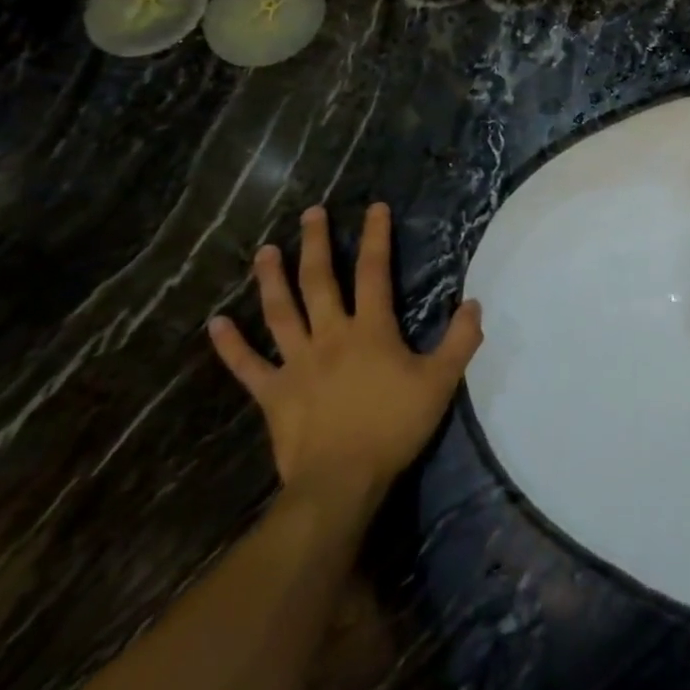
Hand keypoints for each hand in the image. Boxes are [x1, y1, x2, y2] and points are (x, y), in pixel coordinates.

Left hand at [209, 203, 482, 512]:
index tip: (374, 208)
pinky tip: (216, 323)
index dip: (376, 237)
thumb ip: (460, 340)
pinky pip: (249, 365)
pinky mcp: (274, 393)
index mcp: (371, 330)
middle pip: (320, 281)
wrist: (342, 481)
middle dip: (315, 244)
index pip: (374, 272)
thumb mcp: (441, 382)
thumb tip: (473, 302)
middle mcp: (331, 336)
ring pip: (280, 313)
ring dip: (271, 280)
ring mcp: (297, 363)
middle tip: (310, 214)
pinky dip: (231, 345)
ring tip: (264, 251)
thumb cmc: (394, 426)